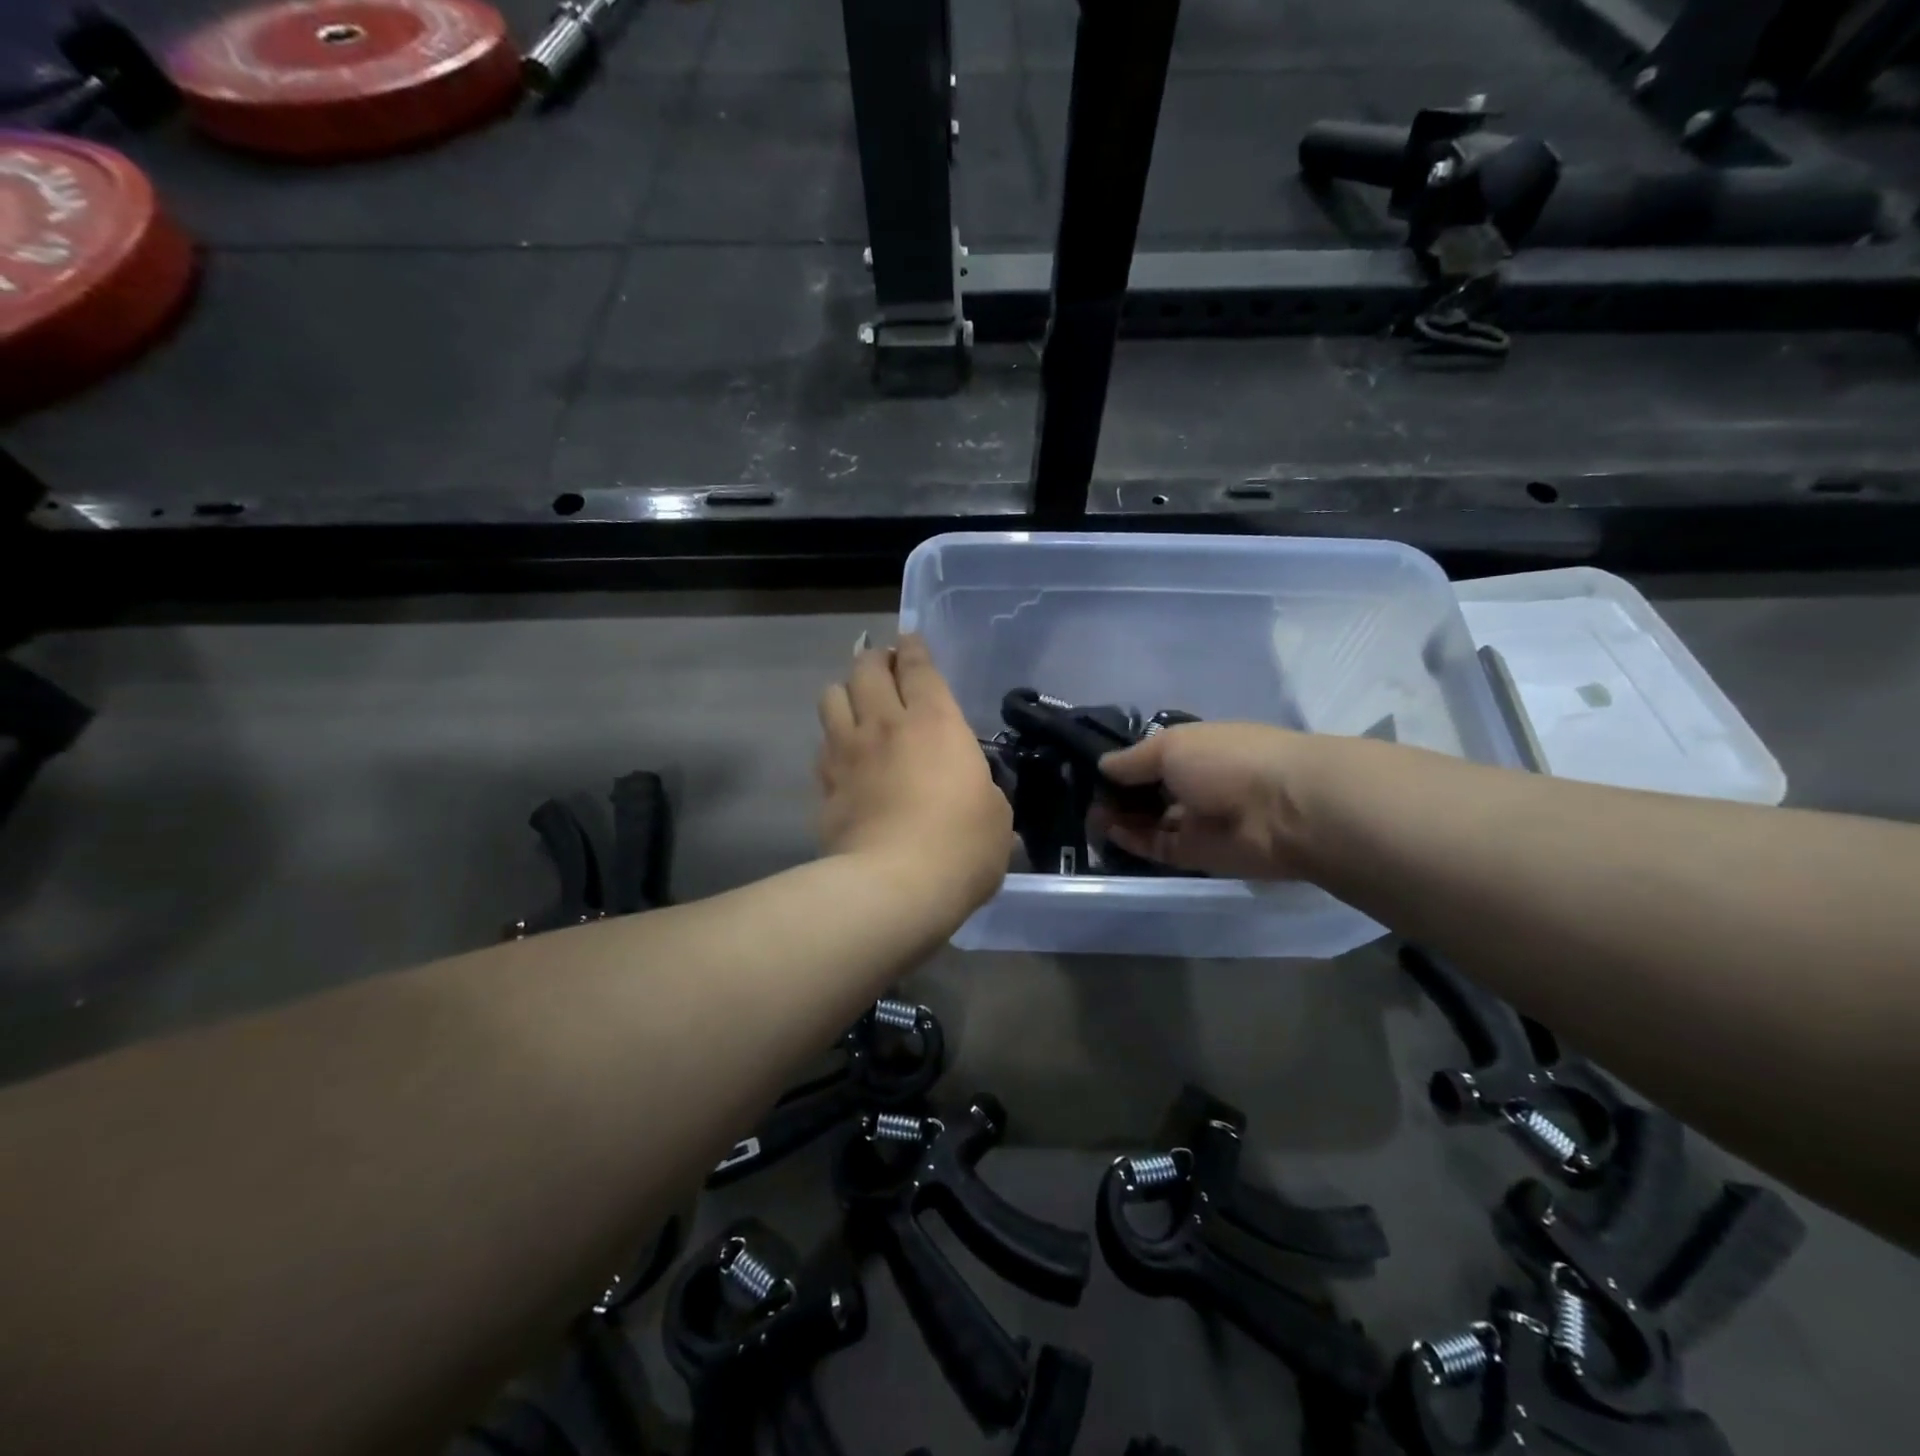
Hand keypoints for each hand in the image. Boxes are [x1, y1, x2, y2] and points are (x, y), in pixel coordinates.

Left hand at [817, 634, 1011, 911]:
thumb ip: (981, 789)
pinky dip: (832, 740)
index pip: (918, 666)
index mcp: (935, 722)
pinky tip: (841, 753)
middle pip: (866, 669)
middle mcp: (885, 724)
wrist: (894, 887)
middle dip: (874, 659)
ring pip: (831, 697)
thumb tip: (974, 791)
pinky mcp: (824, 784)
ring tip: (856, 703)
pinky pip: (821, 745)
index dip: (913, 648)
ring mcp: (847, 752)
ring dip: (845, 691)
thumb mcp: (995, 814)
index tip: (909, 639)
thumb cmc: (961, 846)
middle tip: (882, 665)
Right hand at [1098, 722, 1318, 878]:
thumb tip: (1102, 766)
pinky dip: (1132, 840)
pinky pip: (1158, 846)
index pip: (1151, 757)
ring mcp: (1197, 819)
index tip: (1089, 770)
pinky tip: (1108, 831)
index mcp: (1196, 749)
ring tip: (1089, 816)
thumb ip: (1132, 760)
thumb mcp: (1171, 745)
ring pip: (1149, 820)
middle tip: (1083, 796)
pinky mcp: (1197, 853)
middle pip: (1148, 790)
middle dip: (1116, 793)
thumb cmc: (1227, 760)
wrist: (1285, 810)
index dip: (1123, 764)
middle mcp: (1196, 782)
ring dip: (1119, 818)